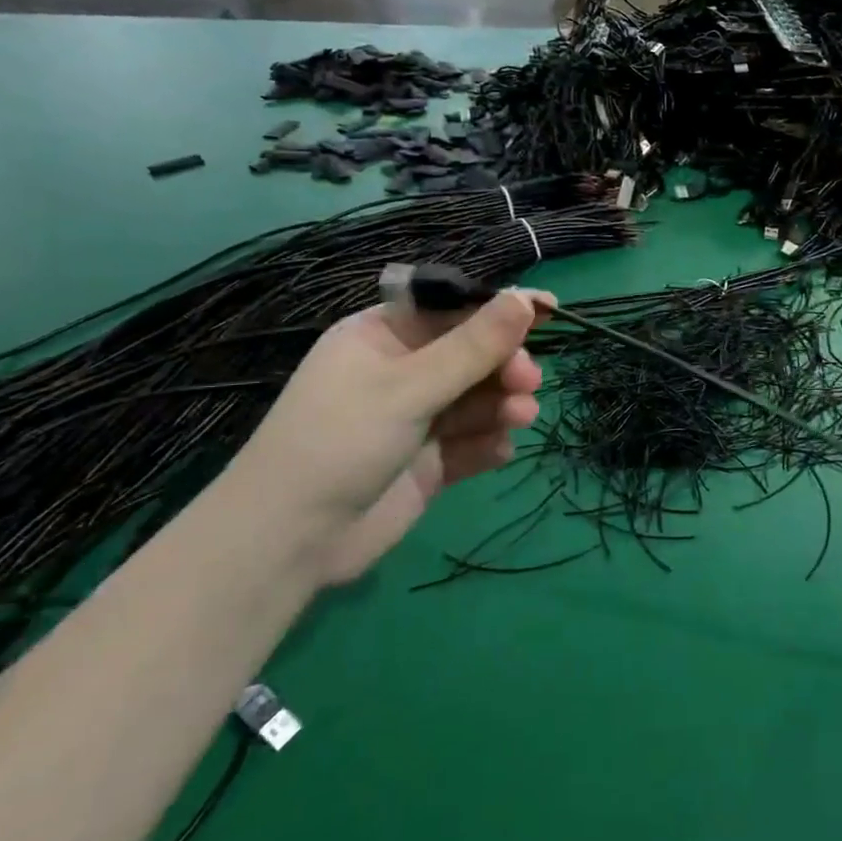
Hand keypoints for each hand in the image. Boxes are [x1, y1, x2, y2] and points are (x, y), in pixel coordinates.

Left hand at [227, 288, 549, 582]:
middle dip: (504, 364)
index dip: (500, 309)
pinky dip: (488, 442)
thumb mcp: (409, 387)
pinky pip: (471, 441)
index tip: (550, 310)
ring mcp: (416, 418)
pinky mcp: (428, 461)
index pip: (452, 309)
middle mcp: (402, 372)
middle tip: (527, 381)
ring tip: (519, 416)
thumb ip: (472, 347)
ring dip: (503, 404)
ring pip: (477, 398)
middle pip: (472, 354)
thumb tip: (524, 300)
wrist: (291, 540)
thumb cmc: (341, 441)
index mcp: (383, 337)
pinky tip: (498, 451)